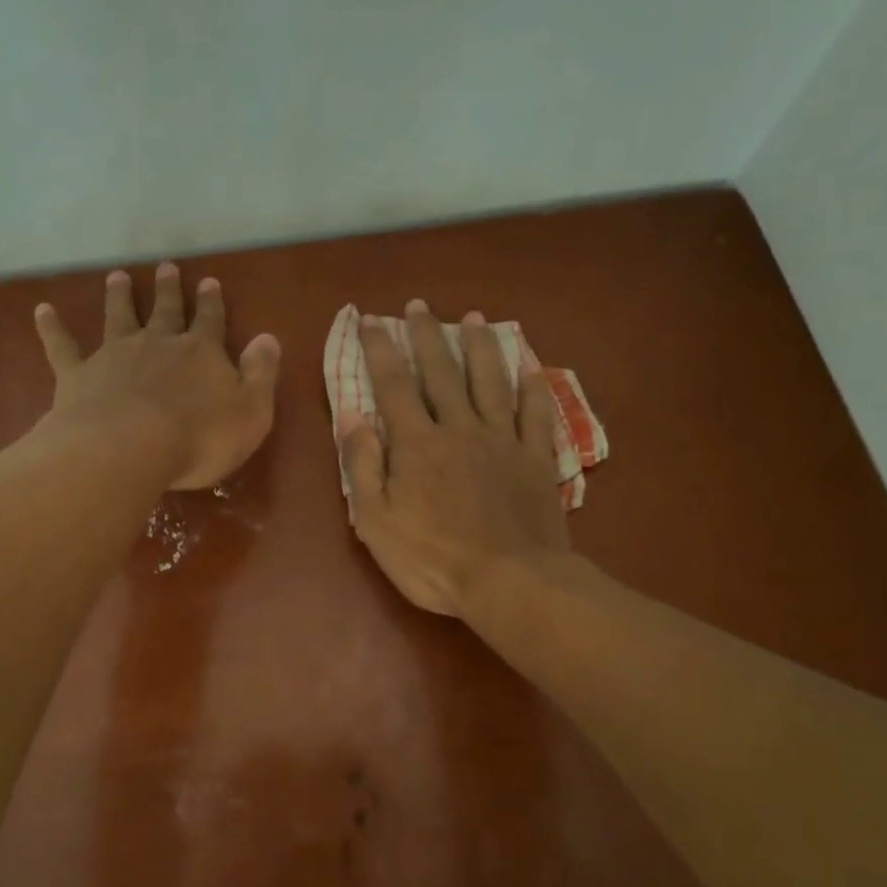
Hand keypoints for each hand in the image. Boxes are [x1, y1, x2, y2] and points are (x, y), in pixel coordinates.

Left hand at [34, 262, 280, 490]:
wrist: (130, 448)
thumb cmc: (200, 438)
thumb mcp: (252, 412)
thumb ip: (261, 374)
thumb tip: (268, 338)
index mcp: (201, 353)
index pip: (210, 321)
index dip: (211, 303)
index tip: (209, 282)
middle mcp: (158, 344)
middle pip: (165, 311)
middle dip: (169, 290)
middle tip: (166, 267)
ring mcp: (115, 355)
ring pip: (118, 317)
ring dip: (119, 296)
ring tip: (117, 276)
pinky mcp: (79, 375)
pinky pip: (63, 346)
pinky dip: (52, 328)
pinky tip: (41, 310)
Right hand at [337, 300, 569, 615]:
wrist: (509, 581)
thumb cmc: (432, 559)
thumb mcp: (376, 521)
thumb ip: (363, 465)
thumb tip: (351, 415)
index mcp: (417, 444)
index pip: (393, 385)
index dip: (379, 350)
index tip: (370, 320)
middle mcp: (459, 429)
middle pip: (442, 372)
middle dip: (426, 336)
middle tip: (417, 305)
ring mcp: (502, 440)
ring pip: (490, 381)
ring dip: (479, 346)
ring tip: (472, 318)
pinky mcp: (535, 457)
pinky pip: (534, 412)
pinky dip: (531, 384)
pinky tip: (528, 363)